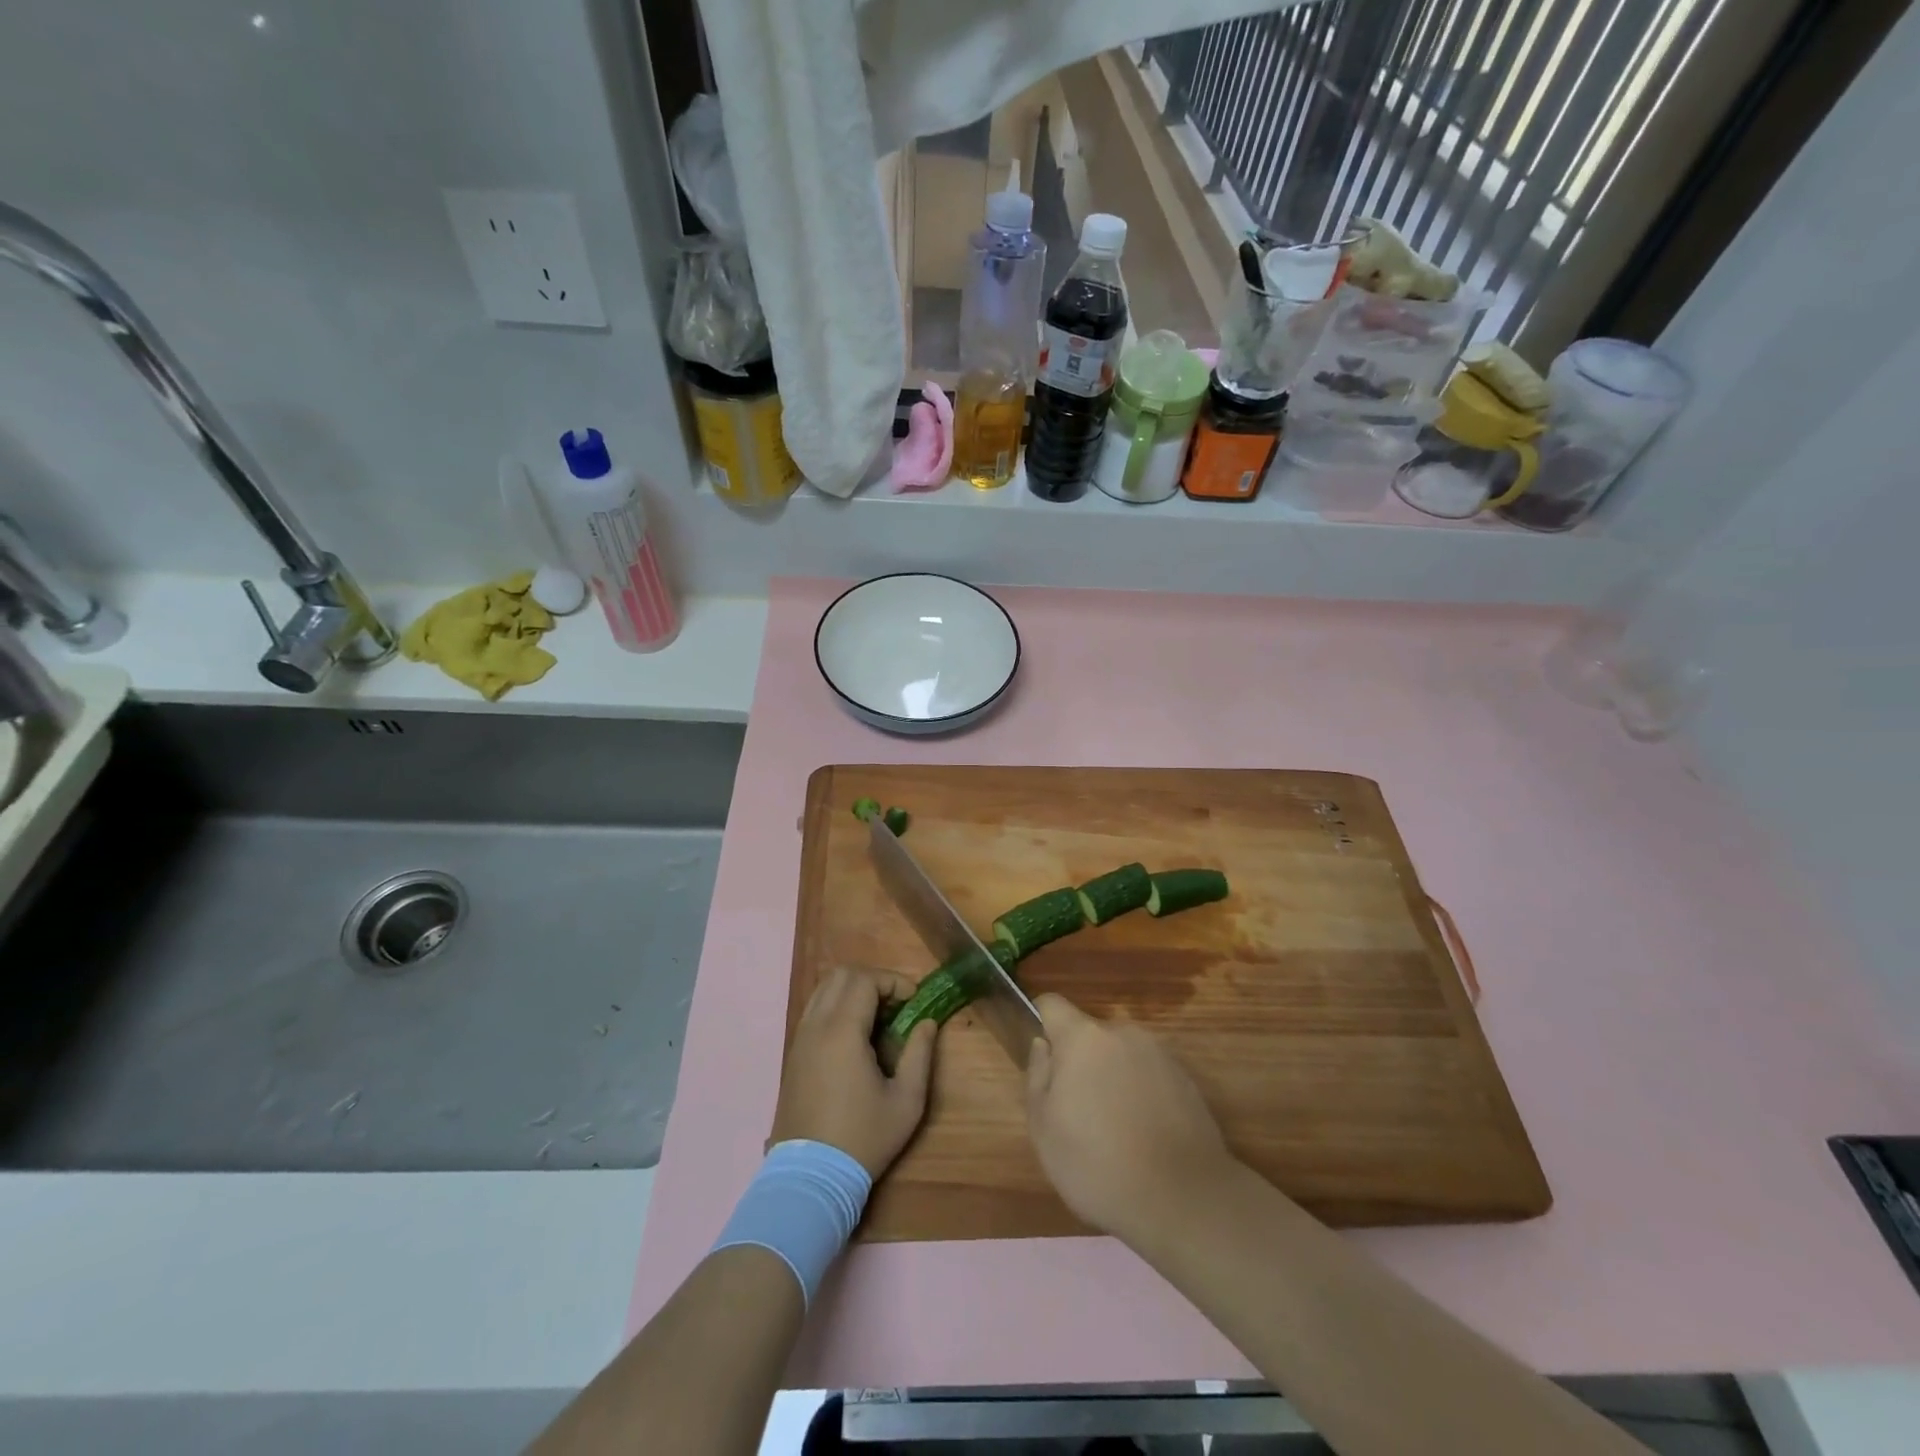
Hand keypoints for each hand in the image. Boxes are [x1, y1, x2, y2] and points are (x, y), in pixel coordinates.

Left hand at [770, 965, 935, 1178]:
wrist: (810, 1178)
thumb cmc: (863, 1138)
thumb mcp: (906, 1101)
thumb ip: (920, 1054)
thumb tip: (927, 1023)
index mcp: (842, 1032)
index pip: (865, 980)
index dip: (894, 981)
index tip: (914, 1001)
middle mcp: (816, 1026)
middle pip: (842, 975)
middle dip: (874, 980)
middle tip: (897, 1005)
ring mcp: (800, 1039)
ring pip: (824, 989)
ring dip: (853, 991)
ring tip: (877, 1019)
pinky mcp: (793, 1054)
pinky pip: (814, 1010)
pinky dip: (836, 1006)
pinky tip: (855, 1036)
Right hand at [1025, 992, 1235, 1247]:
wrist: (1183, 1199)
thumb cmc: (1098, 1165)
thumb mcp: (1044, 1129)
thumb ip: (1037, 1076)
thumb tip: (1043, 1046)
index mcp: (1084, 1038)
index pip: (1052, 1004)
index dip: (1040, 1020)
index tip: (1041, 1055)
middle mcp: (1123, 1033)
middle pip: (1089, 1034)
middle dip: (1080, 1061)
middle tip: (1077, 1109)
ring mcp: (1159, 1054)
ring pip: (1121, 1055)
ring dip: (1112, 1077)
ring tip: (1114, 1129)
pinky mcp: (1186, 1080)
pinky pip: (1149, 1075)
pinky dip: (1140, 1094)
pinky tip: (1143, 1136)